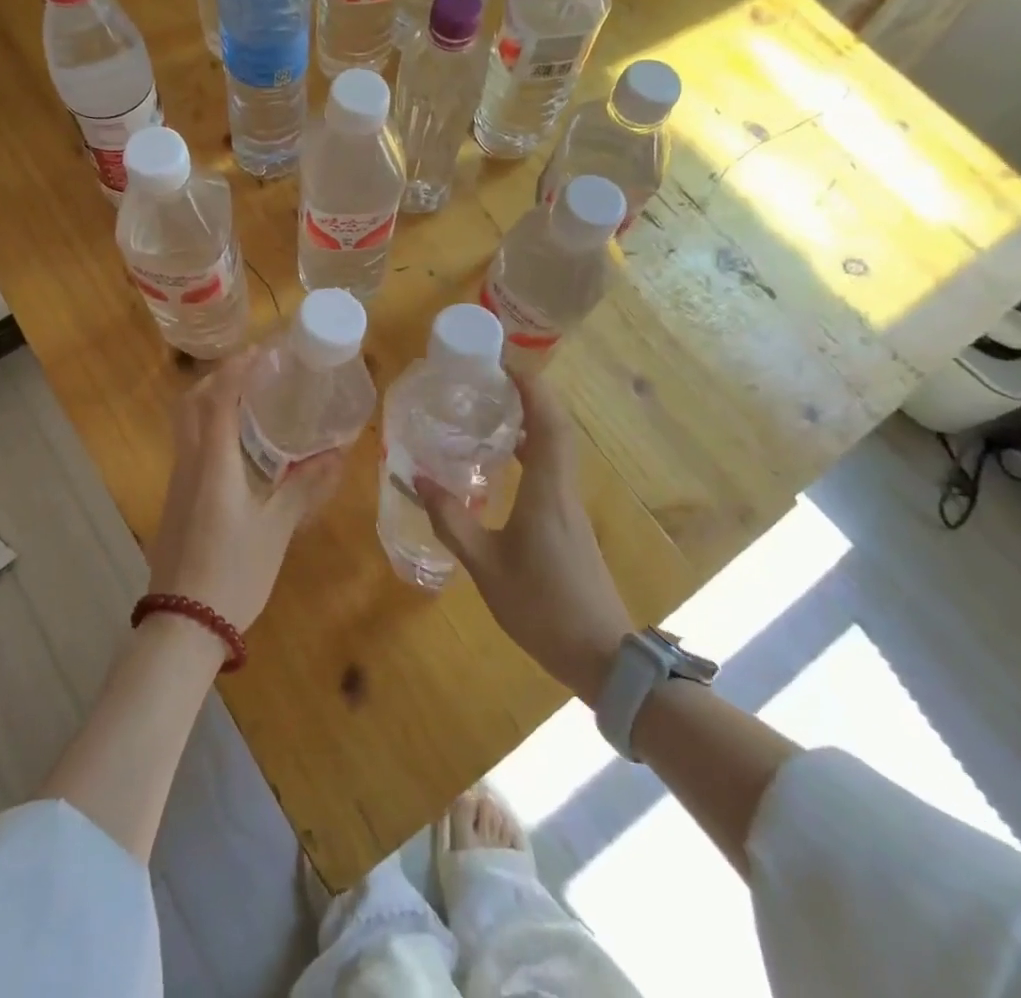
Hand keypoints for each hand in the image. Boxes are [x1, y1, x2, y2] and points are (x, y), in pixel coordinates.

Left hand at [147, 352, 345, 633]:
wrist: (182, 625)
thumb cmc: (233, 573)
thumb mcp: (276, 530)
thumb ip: (303, 487)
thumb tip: (335, 455)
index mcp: (213, 463)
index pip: (219, 398)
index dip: (238, 369)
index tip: (262, 351)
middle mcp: (188, 464)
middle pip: (191, 403)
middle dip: (218, 378)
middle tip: (253, 372)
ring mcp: (177, 483)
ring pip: (186, 425)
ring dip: (211, 402)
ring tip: (250, 402)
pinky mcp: (176, 501)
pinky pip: (190, 448)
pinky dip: (210, 430)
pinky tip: (238, 447)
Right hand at [417, 371, 633, 704]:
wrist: (602, 655)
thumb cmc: (542, 606)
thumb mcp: (486, 566)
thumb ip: (452, 522)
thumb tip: (418, 479)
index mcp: (548, 490)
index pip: (548, 422)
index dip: (532, 388)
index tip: (505, 365)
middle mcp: (564, 488)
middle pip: (556, 428)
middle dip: (530, 397)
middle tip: (492, 383)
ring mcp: (571, 506)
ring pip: (557, 449)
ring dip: (532, 423)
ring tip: (493, 414)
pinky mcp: (570, 523)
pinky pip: (553, 470)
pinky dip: (533, 452)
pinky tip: (506, 466)